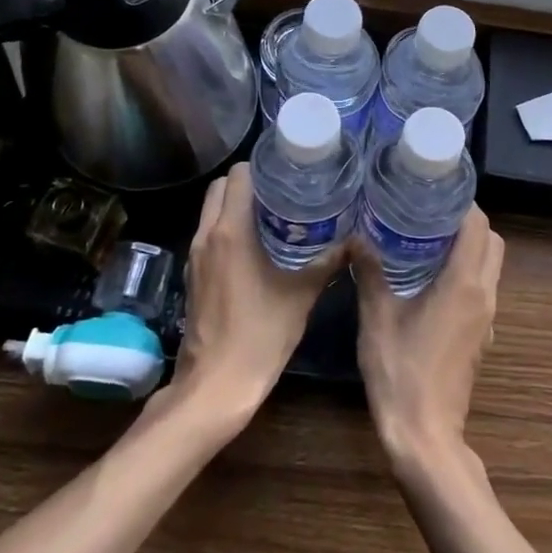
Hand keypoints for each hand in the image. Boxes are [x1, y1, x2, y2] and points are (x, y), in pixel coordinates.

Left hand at [169, 163, 340, 421]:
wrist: (215, 385)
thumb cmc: (260, 335)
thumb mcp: (301, 295)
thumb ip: (328, 262)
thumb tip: (357, 240)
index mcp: (231, 231)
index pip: (238, 175)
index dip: (262, 166)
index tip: (288, 171)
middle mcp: (207, 236)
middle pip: (220, 188)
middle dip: (249, 182)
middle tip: (283, 190)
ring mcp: (196, 256)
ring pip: (211, 211)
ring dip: (237, 205)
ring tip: (275, 212)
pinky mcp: (194, 275)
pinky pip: (209, 234)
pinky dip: (228, 228)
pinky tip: (258, 244)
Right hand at [355, 206, 504, 469]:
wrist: (425, 436)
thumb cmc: (400, 373)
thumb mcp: (377, 318)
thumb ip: (370, 273)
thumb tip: (357, 237)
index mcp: (464, 285)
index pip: (478, 227)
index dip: (463, 204)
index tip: (435, 192)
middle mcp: (483, 295)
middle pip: (492, 243)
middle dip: (468, 223)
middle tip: (430, 214)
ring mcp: (487, 318)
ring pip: (490, 267)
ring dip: (468, 248)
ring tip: (427, 240)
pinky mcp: (481, 336)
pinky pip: (482, 289)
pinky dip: (466, 273)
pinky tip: (429, 279)